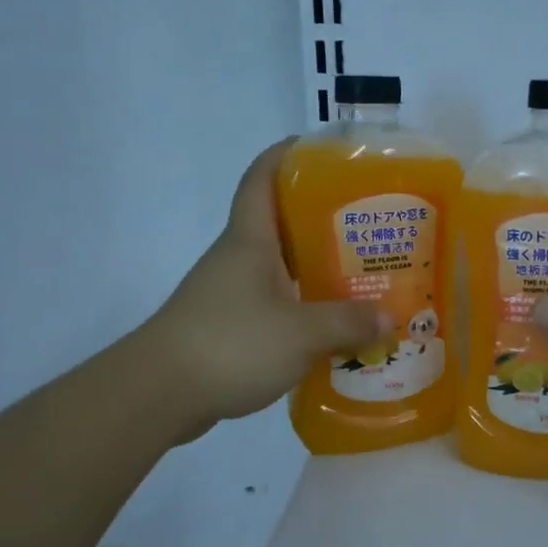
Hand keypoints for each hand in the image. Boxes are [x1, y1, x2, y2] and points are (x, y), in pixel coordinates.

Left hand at [141, 140, 391, 443]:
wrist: (158, 394)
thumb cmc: (230, 345)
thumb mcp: (301, 333)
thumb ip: (349, 323)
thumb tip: (389, 319)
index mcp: (250, 241)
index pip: (263, 177)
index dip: (289, 155)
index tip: (326, 152)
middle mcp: (239, 258)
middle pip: (282, 222)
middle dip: (325, 219)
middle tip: (371, 226)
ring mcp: (231, 293)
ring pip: (282, 267)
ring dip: (318, 269)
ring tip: (364, 277)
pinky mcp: (230, 326)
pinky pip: (276, 304)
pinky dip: (305, 308)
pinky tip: (334, 327)